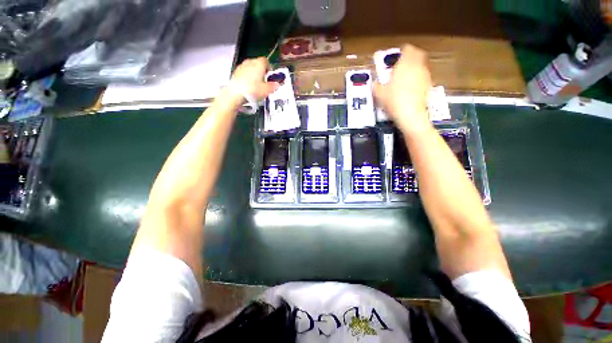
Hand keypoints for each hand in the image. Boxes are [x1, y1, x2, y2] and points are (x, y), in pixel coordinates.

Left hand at [230, 57, 278, 101]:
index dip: (269, 68)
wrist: (236, 93)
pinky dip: (248, 77)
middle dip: (262, 70)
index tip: (271, 75)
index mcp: (259, 64)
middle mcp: (250, 62)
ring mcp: (242, 66)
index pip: (266, 61)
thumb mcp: (267, 90)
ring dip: (254, 73)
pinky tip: (249, 86)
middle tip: (265, 80)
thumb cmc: (253, 90)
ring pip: (251, 67)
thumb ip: (273, 86)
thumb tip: (277, 84)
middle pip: (258, 63)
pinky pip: (245, 72)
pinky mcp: (236, 72)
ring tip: (257, 84)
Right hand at [374, 45, 432, 134]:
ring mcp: (424, 75)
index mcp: (404, 64)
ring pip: (421, 65)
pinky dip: (418, 77)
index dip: (403, 51)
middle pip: (418, 54)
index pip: (408, 49)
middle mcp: (417, 66)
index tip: (398, 55)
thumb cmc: (393, 100)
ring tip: (406, 76)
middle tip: (404, 63)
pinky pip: (423, 76)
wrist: (410, 114)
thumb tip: (374, 84)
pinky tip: (411, 87)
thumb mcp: (379, 94)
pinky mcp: (429, 85)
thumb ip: (376, 86)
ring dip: (415, 67)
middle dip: (411, 56)